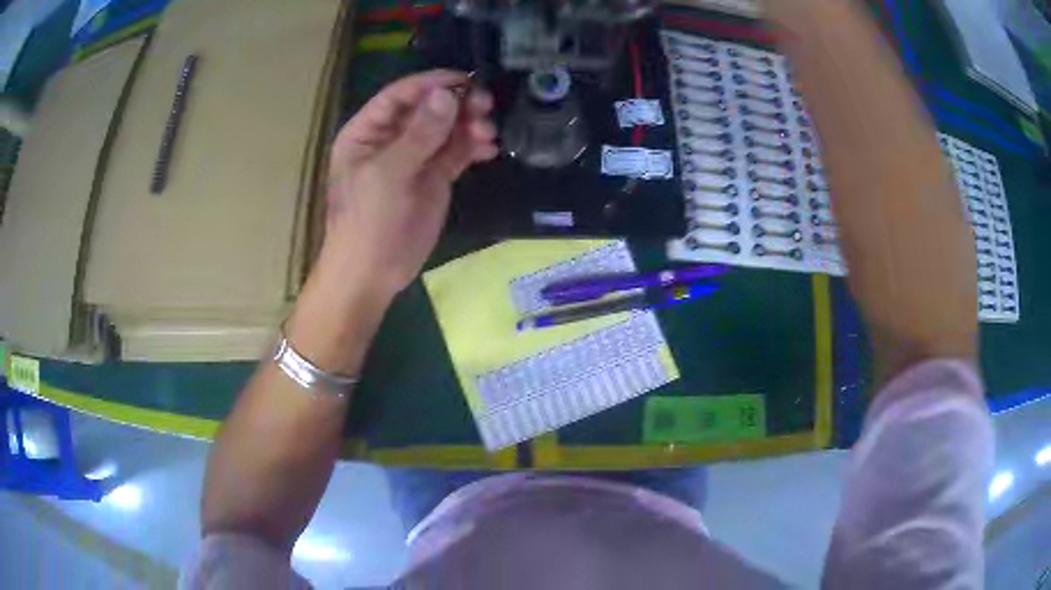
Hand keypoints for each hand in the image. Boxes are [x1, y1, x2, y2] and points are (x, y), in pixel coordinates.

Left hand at [322, 70, 497, 298]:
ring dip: (470, 124)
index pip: (401, 95)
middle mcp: (392, 138)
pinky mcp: (434, 177)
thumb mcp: (388, 175)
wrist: (372, 274)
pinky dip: (474, 146)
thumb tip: (448, 95)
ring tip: (488, 132)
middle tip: (485, 106)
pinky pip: (457, 152)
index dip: (432, 84)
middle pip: (429, 108)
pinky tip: (490, 149)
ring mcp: (415, 157)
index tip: (467, 80)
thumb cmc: (367, 223)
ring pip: (447, 128)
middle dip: (457, 104)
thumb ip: (419, 134)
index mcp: (368, 131)